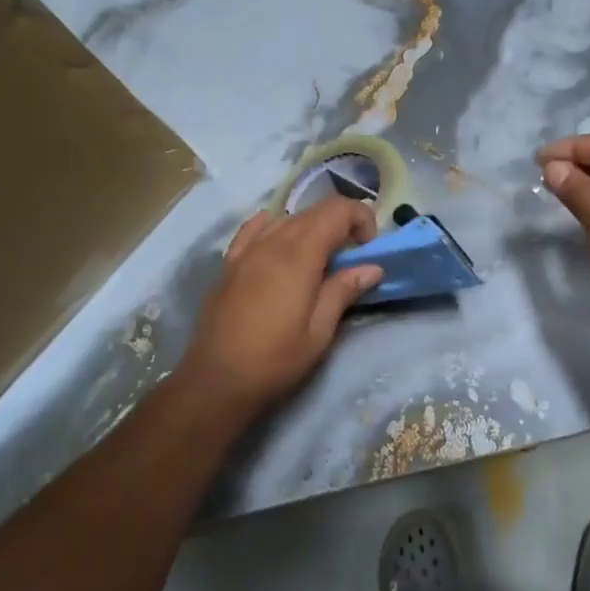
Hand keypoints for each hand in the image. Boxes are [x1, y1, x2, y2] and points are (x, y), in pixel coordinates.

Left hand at [180, 197, 383, 414]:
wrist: (217, 381)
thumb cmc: (275, 360)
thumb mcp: (319, 332)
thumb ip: (344, 291)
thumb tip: (372, 267)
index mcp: (299, 255)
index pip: (336, 210)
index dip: (360, 218)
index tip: (368, 248)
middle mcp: (272, 242)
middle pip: (313, 210)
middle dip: (340, 224)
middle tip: (351, 257)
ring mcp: (246, 250)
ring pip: (286, 218)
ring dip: (310, 228)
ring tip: (318, 259)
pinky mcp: (229, 263)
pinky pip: (255, 229)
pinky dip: (276, 227)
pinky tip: (280, 245)